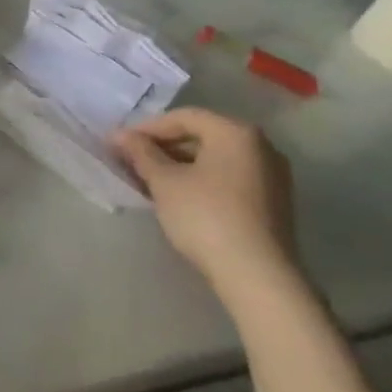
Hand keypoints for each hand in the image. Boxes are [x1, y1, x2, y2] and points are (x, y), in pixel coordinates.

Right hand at [112, 108, 299, 300]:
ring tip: (149, 182)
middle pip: (201, 135)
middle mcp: (260, 146)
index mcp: (236, 132)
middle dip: (162, 147)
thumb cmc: (205, 216)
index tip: (119, 145)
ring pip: (214, 159)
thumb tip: (118, 135)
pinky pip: (228, 178)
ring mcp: (271, 175)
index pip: (183, 117)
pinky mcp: (272, 202)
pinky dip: (200, 180)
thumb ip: (141, 153)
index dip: (146, 128)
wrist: (257, 275)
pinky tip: (177, 198)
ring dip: (179, 165)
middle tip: (131, 162)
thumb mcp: (165, 182)